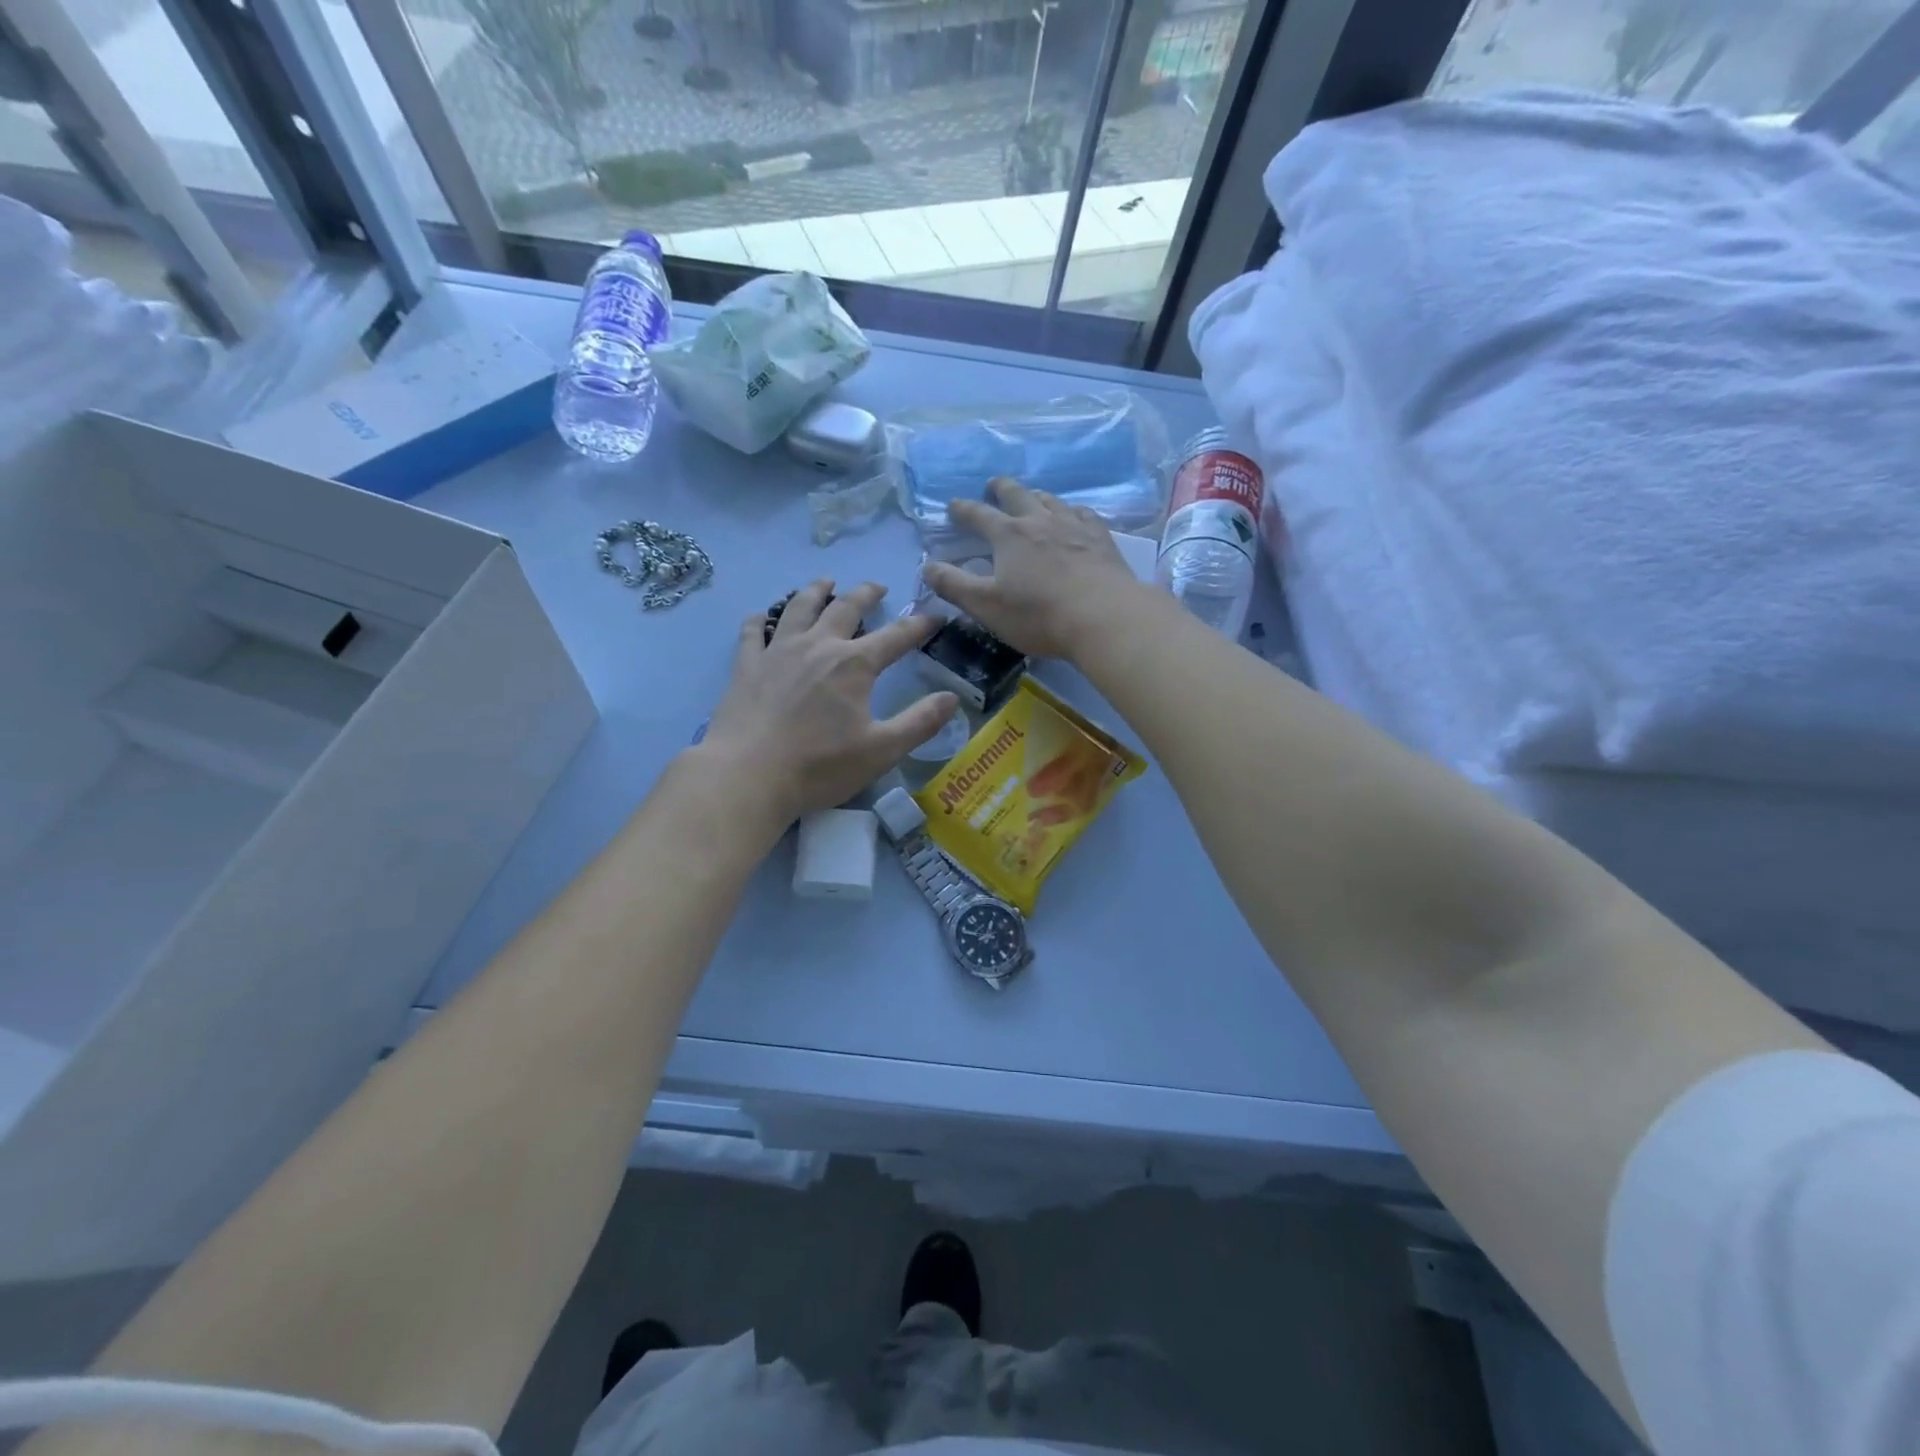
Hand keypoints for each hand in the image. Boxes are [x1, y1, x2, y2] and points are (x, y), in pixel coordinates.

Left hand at [700, 579, 957, 825]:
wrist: (748, 775)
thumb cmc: (820, 766)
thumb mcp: (882, 750)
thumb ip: (920, 722)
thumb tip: (952, 698)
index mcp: (854, 664)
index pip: (896, 637)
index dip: (919, 626)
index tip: (934, 618)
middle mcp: (818, 646)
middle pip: (846, 608)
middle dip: (866, 594)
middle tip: (878, 588)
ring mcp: (778, 651)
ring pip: (798, 607)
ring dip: (816, 591)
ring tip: (825, 583)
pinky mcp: (746, 666)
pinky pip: (752, 632)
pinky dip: (759, 619)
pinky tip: (761, 616)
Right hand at [921, 477, 1147, 659]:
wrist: (1103, 617)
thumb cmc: (1039, 615)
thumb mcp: (986, 606)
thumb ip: (954, 586)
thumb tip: (928, 567)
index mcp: (1008, 536)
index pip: (978, 515)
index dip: (963, 510)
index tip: (954, 506)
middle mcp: (1040, 521)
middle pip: (1017, 495)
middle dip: (1001, 489)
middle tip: (993, 485)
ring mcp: (1073, 526)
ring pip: (1051, 500)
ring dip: (1036, 496)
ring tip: (1032, 498)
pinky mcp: (1101, 538)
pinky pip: (1083, 514)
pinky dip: (1071, 511)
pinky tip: (1074, 517)